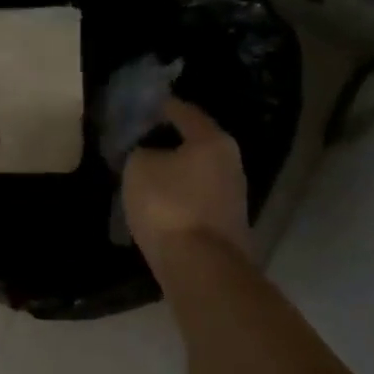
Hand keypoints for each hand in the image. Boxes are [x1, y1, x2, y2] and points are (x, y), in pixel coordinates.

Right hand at [123, 97, 249, 268]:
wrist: (201, 268)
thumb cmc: (169, 206)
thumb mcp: (139, 168)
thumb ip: (142, 152)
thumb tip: (150, 155)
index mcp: (213, 140)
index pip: (185, 112)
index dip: (163, 106)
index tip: (145, 105)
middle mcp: (230, 163)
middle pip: (197, 144)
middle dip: (170, 141)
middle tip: (142, 141)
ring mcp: (233, 197)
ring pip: (198, 174)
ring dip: (176, 173)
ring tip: (147, 174)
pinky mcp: (227, 226)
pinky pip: (197, 200)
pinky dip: (180, 198)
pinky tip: (161, 204)